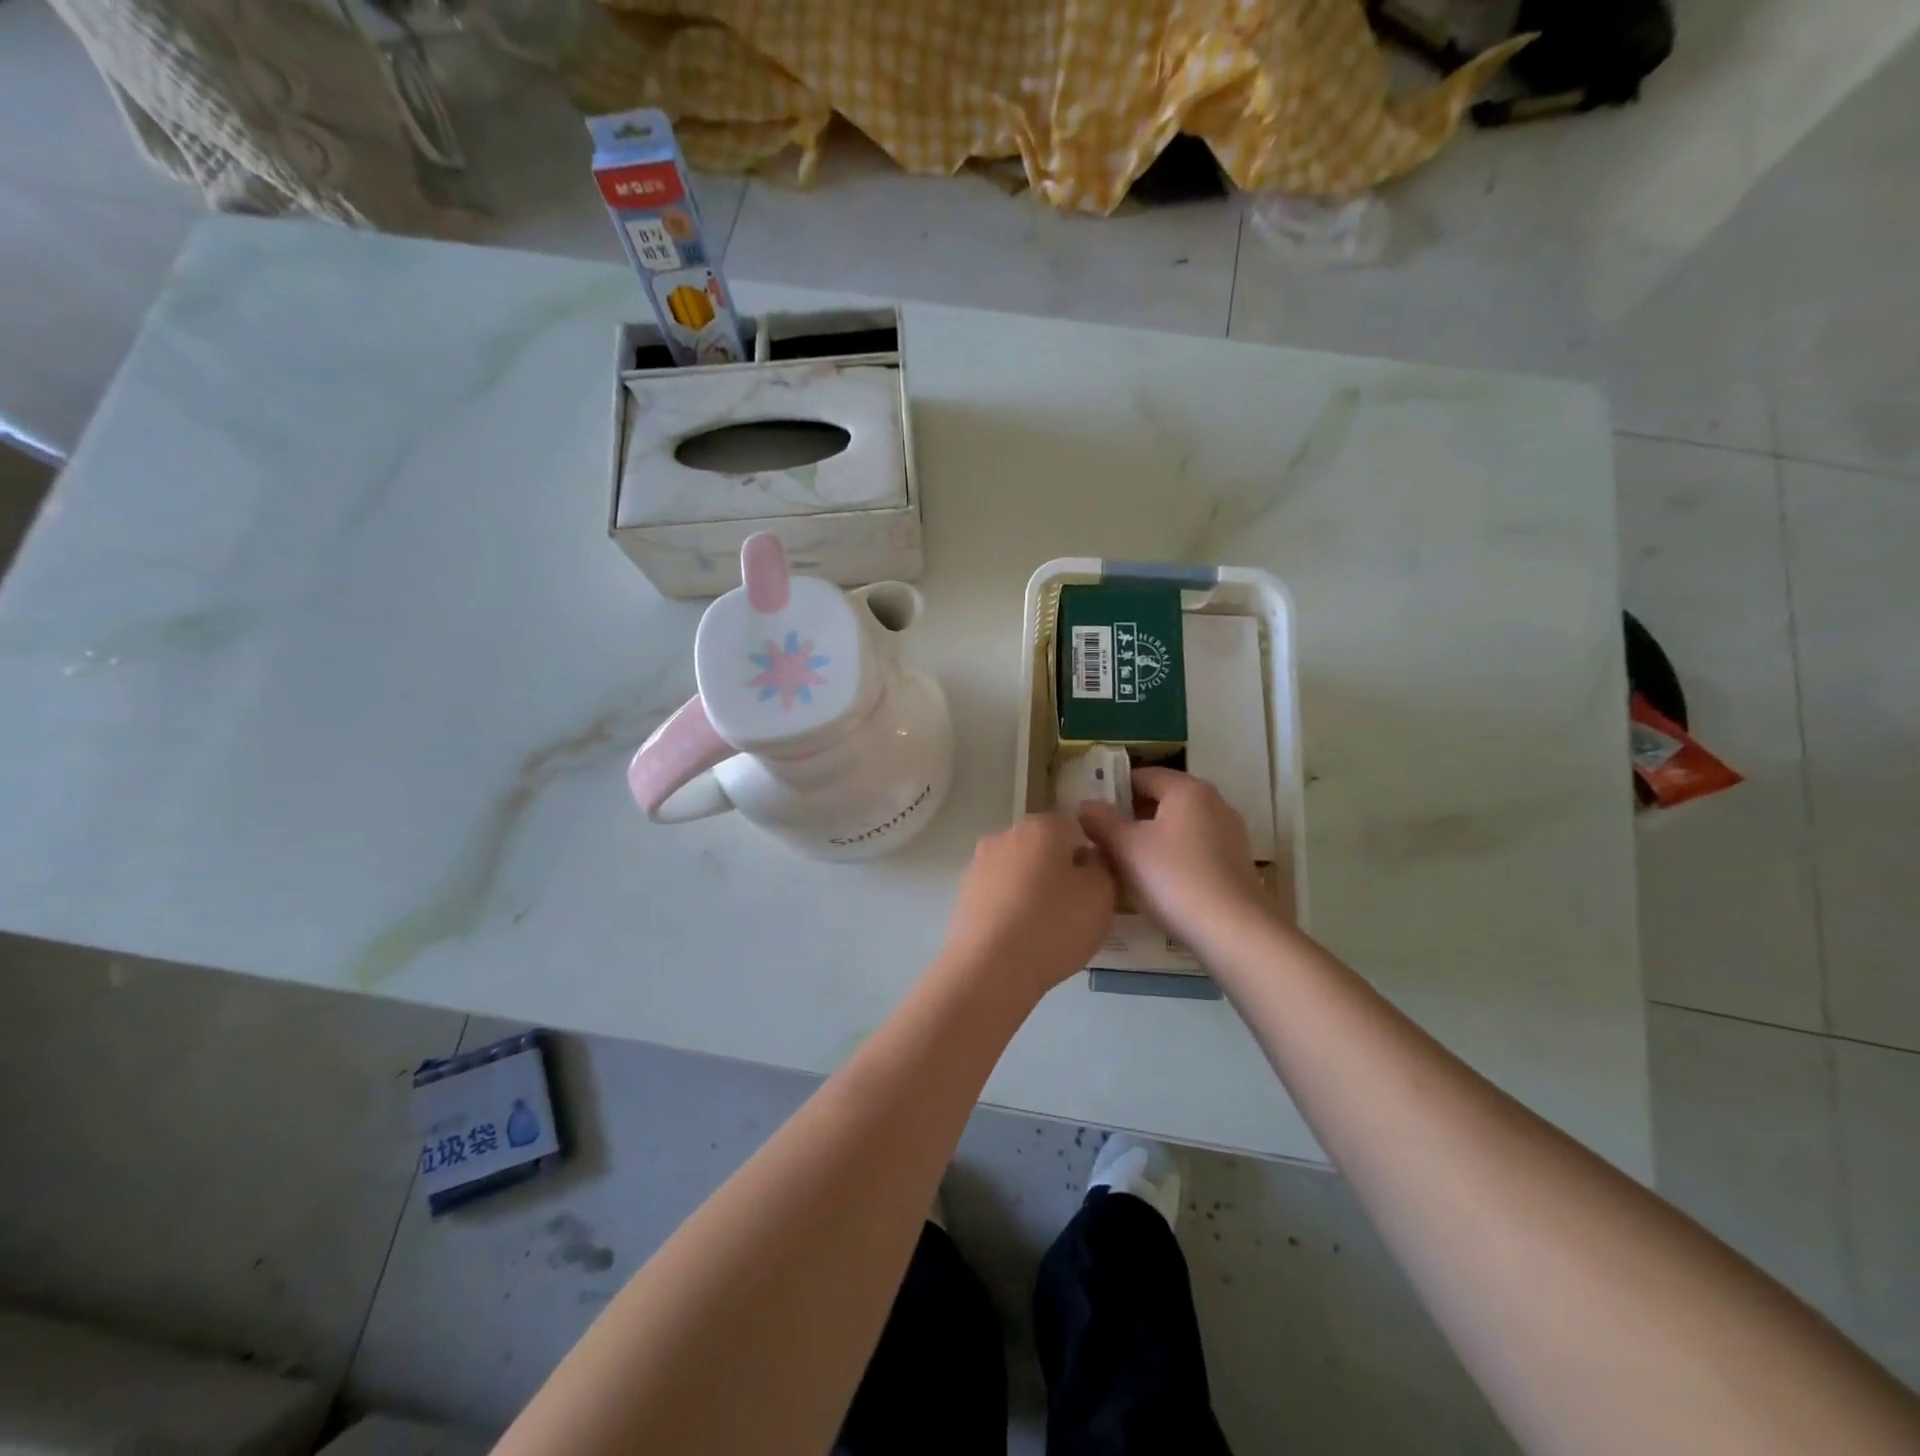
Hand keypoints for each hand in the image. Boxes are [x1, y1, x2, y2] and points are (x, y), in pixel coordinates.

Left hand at [941, 811, 1116, 1000]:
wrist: (991, 968)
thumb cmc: (1054, 924)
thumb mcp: (1102, 894)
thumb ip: (1102, 867)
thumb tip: (1087, 859)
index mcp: (1041, 826)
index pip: (1075, 829)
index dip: (1090, 857)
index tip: (1096, 888)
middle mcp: (1005, 835)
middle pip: (1043, 848)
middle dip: (1059, 872)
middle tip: (1075, 910)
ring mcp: (979, 864)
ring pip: (1018, 871)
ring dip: (1032, 890)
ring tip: (1046, 929)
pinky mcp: (964, 894)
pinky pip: (998, 894)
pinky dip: (1011, 908)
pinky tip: (1020, 938)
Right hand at [1080, 768, 1269, 950]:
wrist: (1234, 931)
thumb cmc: (1174, 878)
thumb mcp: (1127, 848)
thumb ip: (1102, 822)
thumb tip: (1086, 805)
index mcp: (1187, 789)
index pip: (1141, 776)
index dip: (1112, 791)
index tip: (1090, 814)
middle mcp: (1213, 802)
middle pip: (1161, 800)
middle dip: (1130, 817)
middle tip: (1100, 839)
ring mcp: (1228, 833)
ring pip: (1177, 826)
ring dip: (1149, 839)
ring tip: (1123, 864)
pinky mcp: (1235, 862)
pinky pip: (1193, 848)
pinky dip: (1171, 857)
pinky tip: (1155, 882)